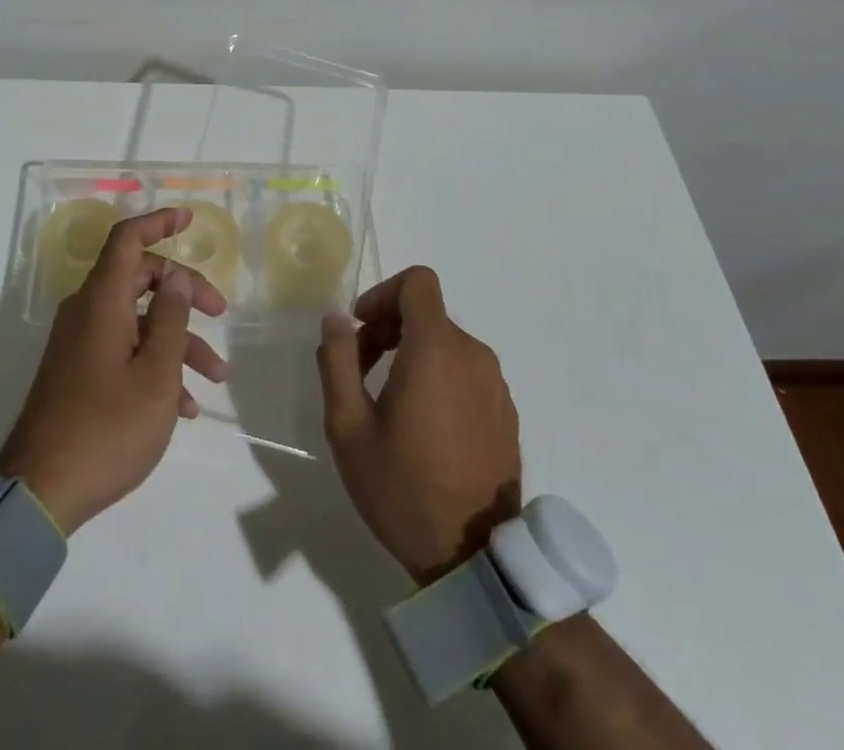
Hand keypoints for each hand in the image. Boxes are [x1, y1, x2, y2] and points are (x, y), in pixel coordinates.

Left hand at [0, 208, 229, 534]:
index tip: (189, 219)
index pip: (128, 240)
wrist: (39, 492)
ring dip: (177, 341)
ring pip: (137, 321)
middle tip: (220, 312)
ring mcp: (80, 343)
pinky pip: (122, 351)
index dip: (159, 223)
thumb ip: (170, 318)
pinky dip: (154, 365)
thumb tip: (175, 278)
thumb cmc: (107, 427)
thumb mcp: (155, 373)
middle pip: (139, 278)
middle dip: (184, 292)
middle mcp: (87, 312)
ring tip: (215, 377)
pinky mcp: (78, 372)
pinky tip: (182, 406)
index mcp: (101, 301)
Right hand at [316, 265, 521, 584]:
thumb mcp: (348, 427)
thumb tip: (337, 319)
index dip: (383, 293)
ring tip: (388, 405)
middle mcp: (473, 356)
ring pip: (446, 343)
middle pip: (427, 313)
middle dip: (389, 328)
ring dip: (412, 354)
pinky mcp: (506, 413)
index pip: (418, 282)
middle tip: (361, 372)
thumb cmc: (403, 489)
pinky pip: (466, 372)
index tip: (361, 329)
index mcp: (436, 350)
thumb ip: (337, 361)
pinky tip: (423, 427)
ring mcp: (496, 385)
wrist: (476, 561)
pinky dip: (439, 378)